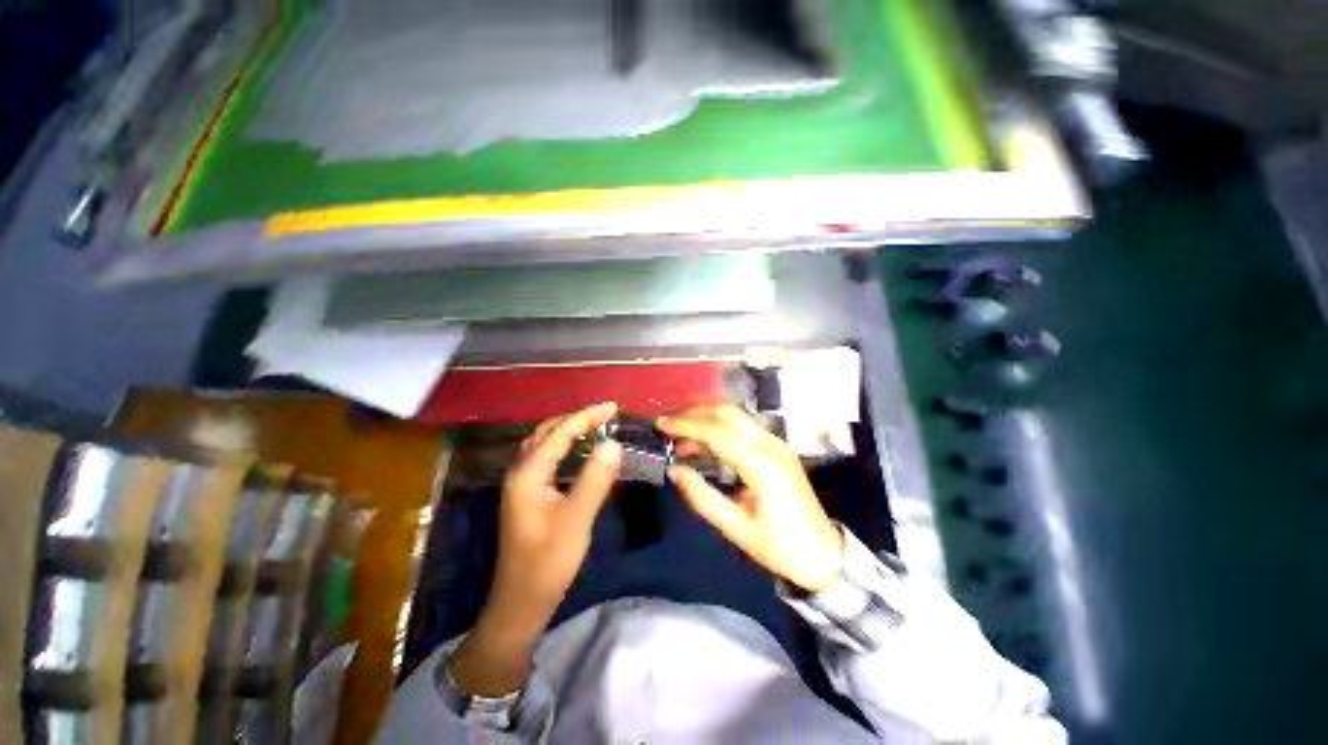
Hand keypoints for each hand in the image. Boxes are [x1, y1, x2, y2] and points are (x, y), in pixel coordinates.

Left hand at [450, 403, 621, 695]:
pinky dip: (565, 446)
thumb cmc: (548, 561)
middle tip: (607, 414)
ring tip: (596, 425)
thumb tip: (613, 444)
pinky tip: (580, 451)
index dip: (587, 416)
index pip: (560, 432)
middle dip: (577, 418)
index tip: (613, 407)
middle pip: (548, 432)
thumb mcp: (576, 519)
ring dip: (570, 430)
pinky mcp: (530, 494)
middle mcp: (521, 471)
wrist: (521, 602)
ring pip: (546, 444)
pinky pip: (548, 458)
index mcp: (528, 473)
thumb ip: (595, 478)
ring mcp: (523, 483)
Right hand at [657, 404, 844, 592]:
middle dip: (693, 413)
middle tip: (667, 426)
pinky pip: (743, 426)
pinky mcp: (776, 447)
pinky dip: (718, 427)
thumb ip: (701, 497)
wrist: (823, 555)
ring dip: (705, 418)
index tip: (660, 425)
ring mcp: (776, 443)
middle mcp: (771, 445)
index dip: (686, 425)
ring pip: (735, 415)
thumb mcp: (735, 528)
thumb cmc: (779, 547)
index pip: (717, 432)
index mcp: (762, 466)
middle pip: (727, 413)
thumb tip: (673, 470)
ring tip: (680, 436)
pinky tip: (703, 443)